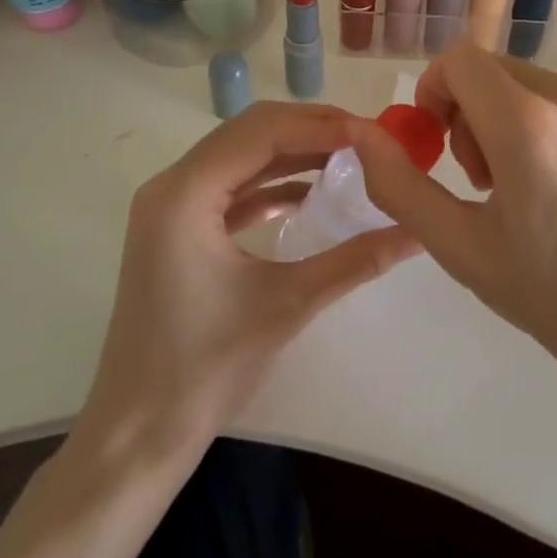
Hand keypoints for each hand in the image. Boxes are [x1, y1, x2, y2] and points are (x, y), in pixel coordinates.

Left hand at [83, 102, 419, 451]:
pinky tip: (312, 194)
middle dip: (310, 129)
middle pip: (249, 133)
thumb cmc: (206, 368)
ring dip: (293, 153)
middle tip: (367, 140)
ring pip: (241, 156)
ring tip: (350, 158)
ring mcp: (170, 208)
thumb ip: (356, 260)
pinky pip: (232, 188)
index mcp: (184, 194)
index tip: (374, 134)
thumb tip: (417, 233)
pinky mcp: (178, 230)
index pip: (262, 133)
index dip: (321, 126)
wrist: (138, 431)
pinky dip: (273, 183)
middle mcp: (171, 186)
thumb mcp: (288, 305)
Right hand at [352, 44, 556, 427]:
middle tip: (480, 181)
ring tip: (525, 192)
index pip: (460, 60)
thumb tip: (361, 137)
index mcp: (528, 122)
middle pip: (496, 71)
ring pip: (535, 86)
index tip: (435, 144)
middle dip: (469, 112)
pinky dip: (549, 128)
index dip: (432, 91)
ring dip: (509, 121)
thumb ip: (400, 184)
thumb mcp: (461, 248)